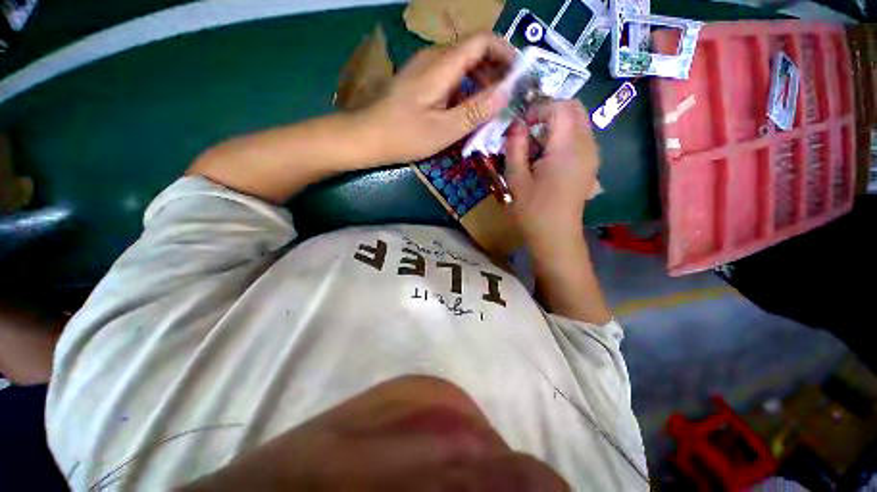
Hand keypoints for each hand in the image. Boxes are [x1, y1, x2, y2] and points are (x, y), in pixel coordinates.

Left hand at [360, 33, 514, 164]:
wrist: (365, 137)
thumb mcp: (444, 129)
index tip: (518, 76)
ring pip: (461, 66)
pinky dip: (464, 91)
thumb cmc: (403, 136)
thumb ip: (475, 111)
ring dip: (480, 83)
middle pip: (473, 52)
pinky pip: (448, 78)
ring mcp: (423, 70)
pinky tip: (466, 112)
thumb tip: (506, 92)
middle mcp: (433, 59)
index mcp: (442, 65)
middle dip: (495, 71)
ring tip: (490, 109)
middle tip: (507, 98)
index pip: (482, 41)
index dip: (505, 53)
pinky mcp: (418, 83)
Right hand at [505, 101, 599, 250]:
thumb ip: (514, 146)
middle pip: (574, 108)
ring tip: (533, 145)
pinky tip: (546, 156)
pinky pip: (579, 137)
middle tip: (526, 131)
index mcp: (568, 147)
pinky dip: (562, 136)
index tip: (519, 126)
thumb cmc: (533, 211)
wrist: (555, 236)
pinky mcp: (590, 164)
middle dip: (548, 111)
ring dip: (555, 124)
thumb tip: (516, 124)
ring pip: (578, 121)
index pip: (559, 106)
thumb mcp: (516, 178)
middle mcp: (587, 145)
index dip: (537, 109)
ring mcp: (592, 154)